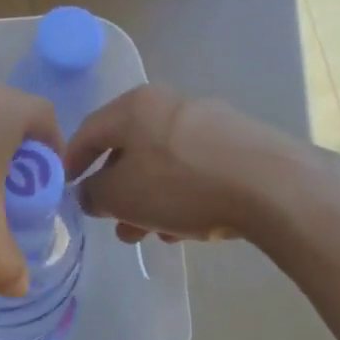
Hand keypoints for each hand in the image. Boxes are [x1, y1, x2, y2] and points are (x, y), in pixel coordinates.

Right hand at [64, 84, 303, 244]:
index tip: (66, 191)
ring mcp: (206, 121)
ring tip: (148, 235)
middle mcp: (167, 104)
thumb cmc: (181, 184)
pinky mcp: (238, 143)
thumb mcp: (122, 195)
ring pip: (162, 162)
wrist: (273, 186)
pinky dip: (180, 195)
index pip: (87, 132)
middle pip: (128, 149)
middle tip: (112, 222)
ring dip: (148, 199)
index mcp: (133, 106)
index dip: (71, 163)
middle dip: (117, 191)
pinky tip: (184, 228)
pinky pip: (193, 169)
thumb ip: (94, 194)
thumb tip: (90, 193)